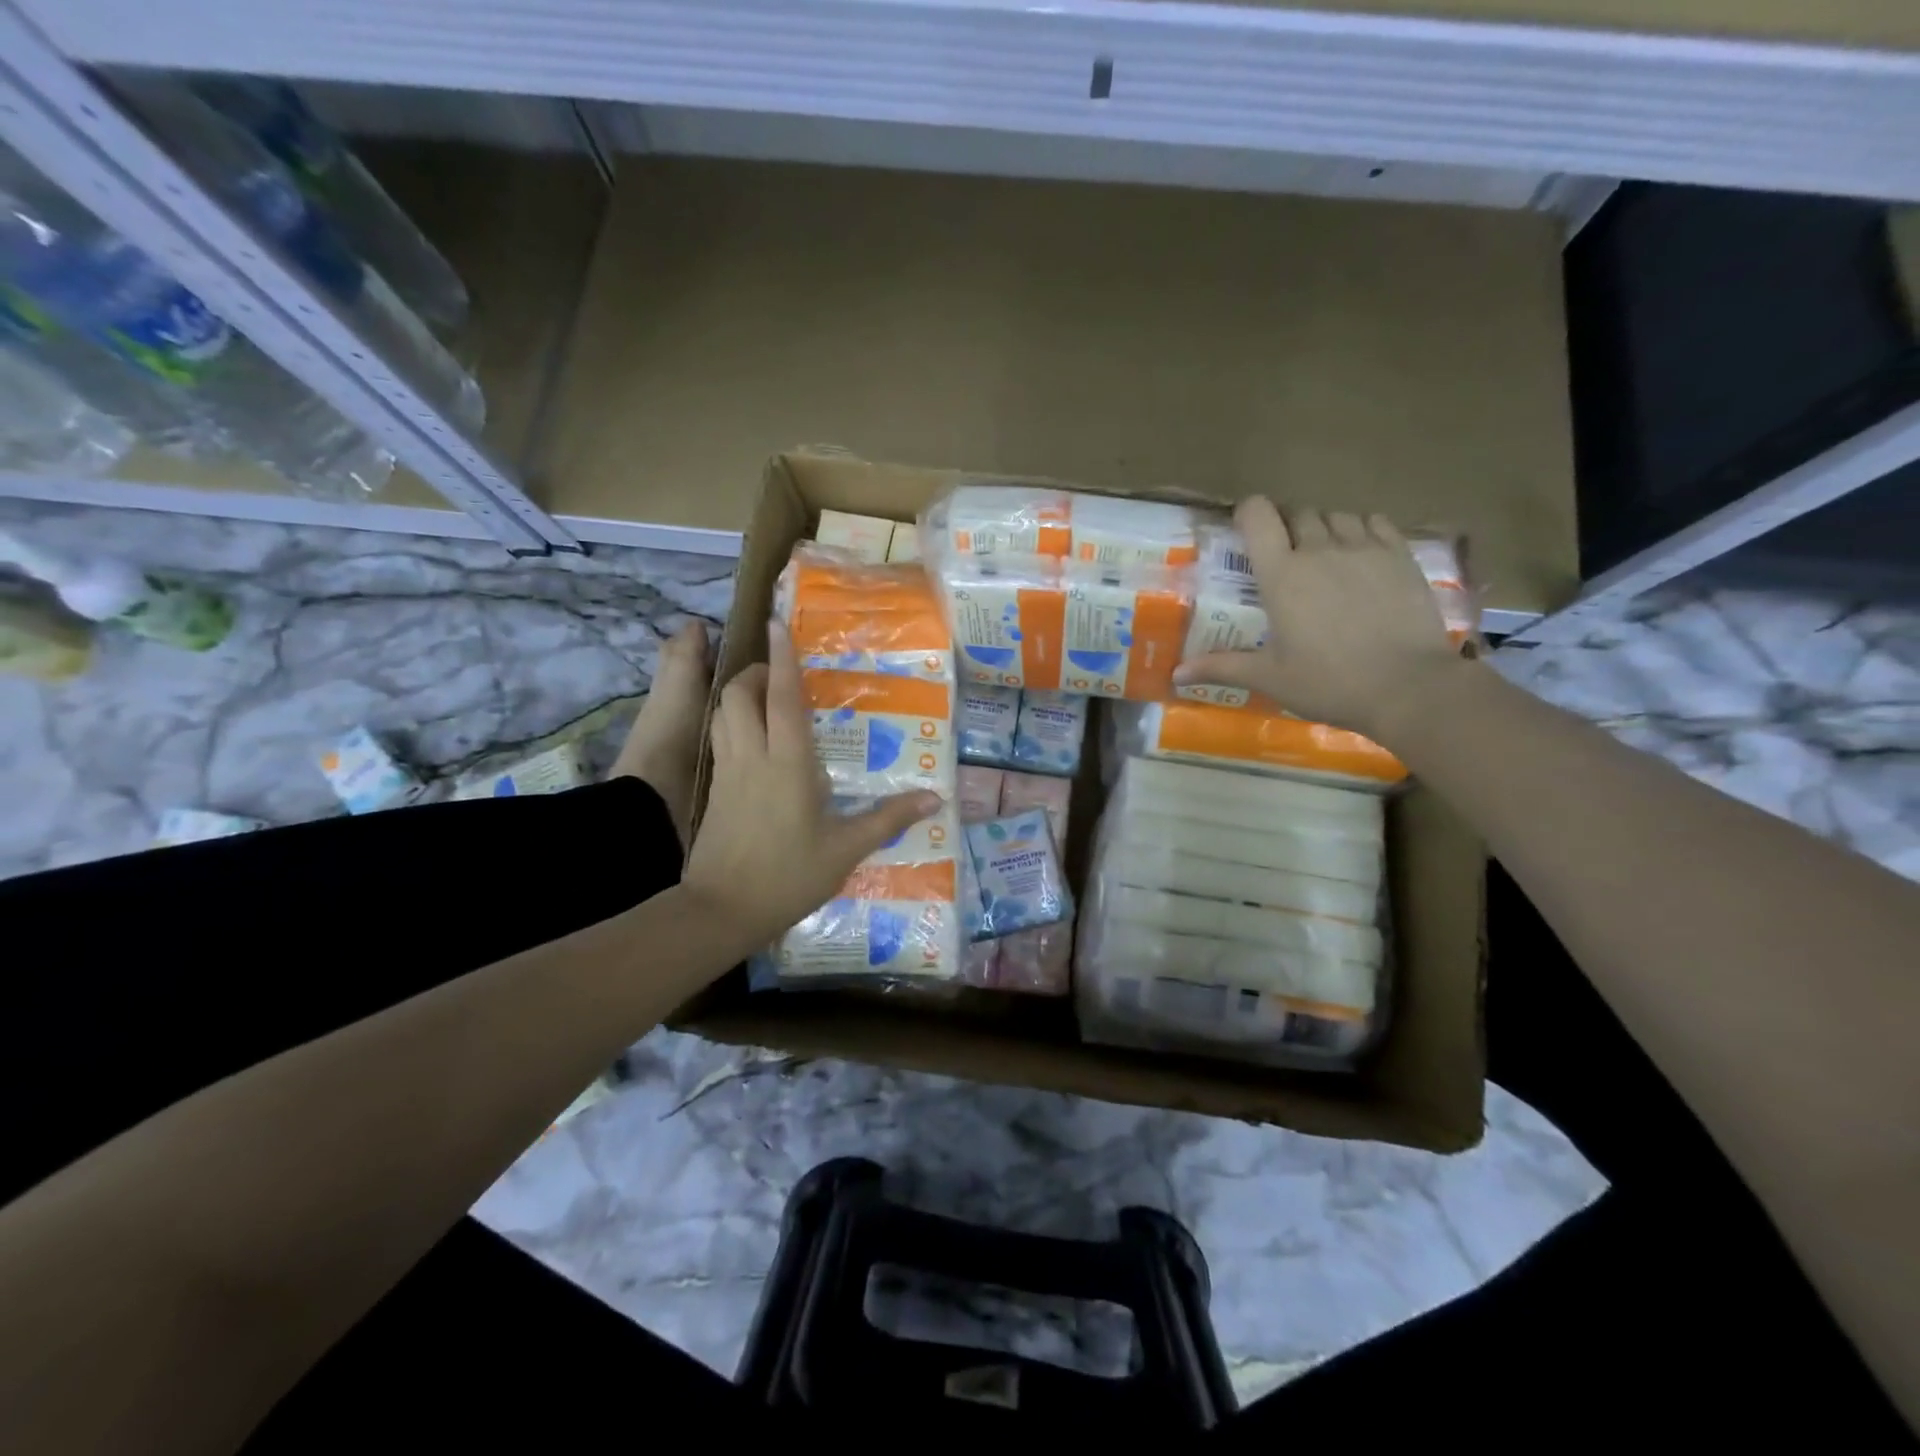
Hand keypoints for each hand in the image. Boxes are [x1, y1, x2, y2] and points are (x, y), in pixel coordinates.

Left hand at [683, 622, 941, 949]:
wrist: (721, 910)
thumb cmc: (789, 876)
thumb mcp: (845, 850)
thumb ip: (888, 819)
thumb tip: (934, 798)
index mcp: (788, 763)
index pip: (781, 697)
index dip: (780, 658)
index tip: (777, 624)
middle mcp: (752, 756)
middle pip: (739, 695)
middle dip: (756, 674)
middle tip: (782, 677)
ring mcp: (727, 772)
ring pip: (722, 714)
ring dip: (740, 696)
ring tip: (766, 701)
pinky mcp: (715, 790)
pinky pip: (719, 739)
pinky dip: (731, 723)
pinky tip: (753, 742)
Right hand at [1173, 499, 1467, 741]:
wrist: (1408, 687)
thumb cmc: (1329, 682)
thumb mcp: (1270, 677)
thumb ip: (1221, 666)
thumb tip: (1175, 674)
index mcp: (1281, 575)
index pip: (1258, 515)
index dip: (1249, 513)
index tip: (1246, 530)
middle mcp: (1320, 549)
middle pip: (1298, 513)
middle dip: (1287, 527)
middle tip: (1286, 558)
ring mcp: (1364, 548)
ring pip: (1337, 515)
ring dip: (1324, 528)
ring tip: (1325, 557)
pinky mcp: (1401, 555)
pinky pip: (1376, 522)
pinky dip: (1362, 530)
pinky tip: (1362, 556)